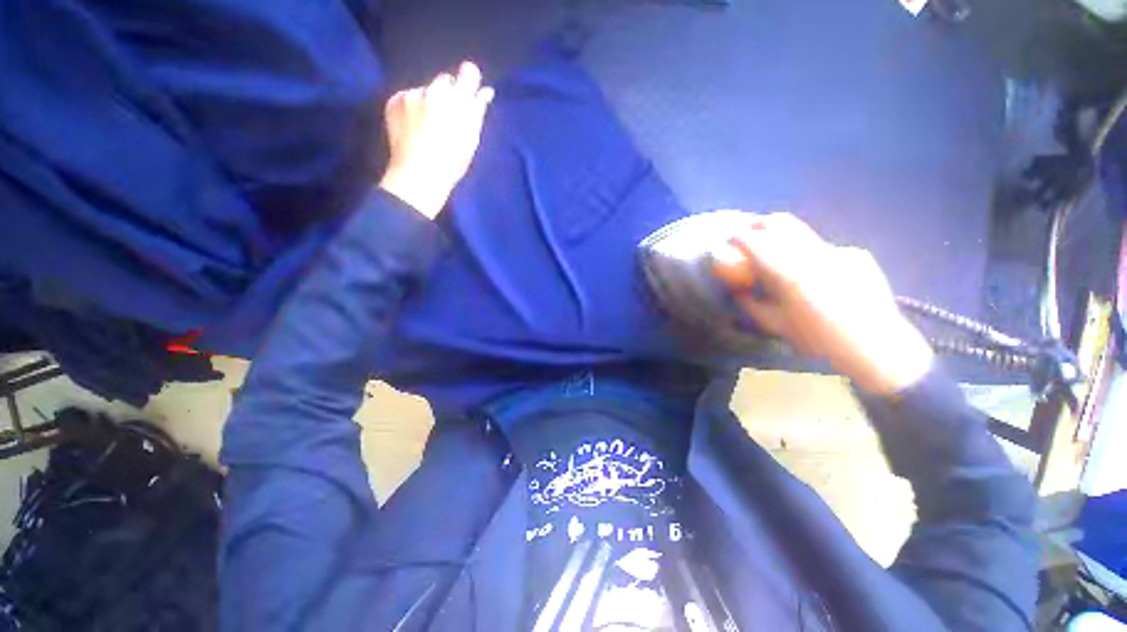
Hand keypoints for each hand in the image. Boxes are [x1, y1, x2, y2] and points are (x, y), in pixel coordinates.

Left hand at [379, 61, 494, 218]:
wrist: (419, 174)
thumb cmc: (452, 161)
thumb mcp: (472, 139)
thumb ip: (478, 111)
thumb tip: (485, 91)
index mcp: (459, 99)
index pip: (468, 71)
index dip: (469, 81)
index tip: (468, 94)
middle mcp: (436, 89)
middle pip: (445, 81)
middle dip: (448, 95)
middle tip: (447, 120)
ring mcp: (413, 93)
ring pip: (425, 90)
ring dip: (428, 102)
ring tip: (427, 128)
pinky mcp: (395, 100)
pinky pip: (407, 98)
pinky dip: (411, 109)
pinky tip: (413, 128)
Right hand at [712, 213, 933, 394]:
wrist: (877, 346)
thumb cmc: (818, 340)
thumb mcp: (774, 325)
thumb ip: (751, 304)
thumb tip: (738, 290)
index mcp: (789, 273)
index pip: (756, 242)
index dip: (739, 238)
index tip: (731, 240)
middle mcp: (812, 254)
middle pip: (780, 223)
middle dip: (760, 225)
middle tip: (751, 236)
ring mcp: (838, 251)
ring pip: (802, 232)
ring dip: (784, 237)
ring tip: (780, 254)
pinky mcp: (856, 254)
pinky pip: (823, 248)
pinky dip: (810, 255)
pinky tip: (817, 275)